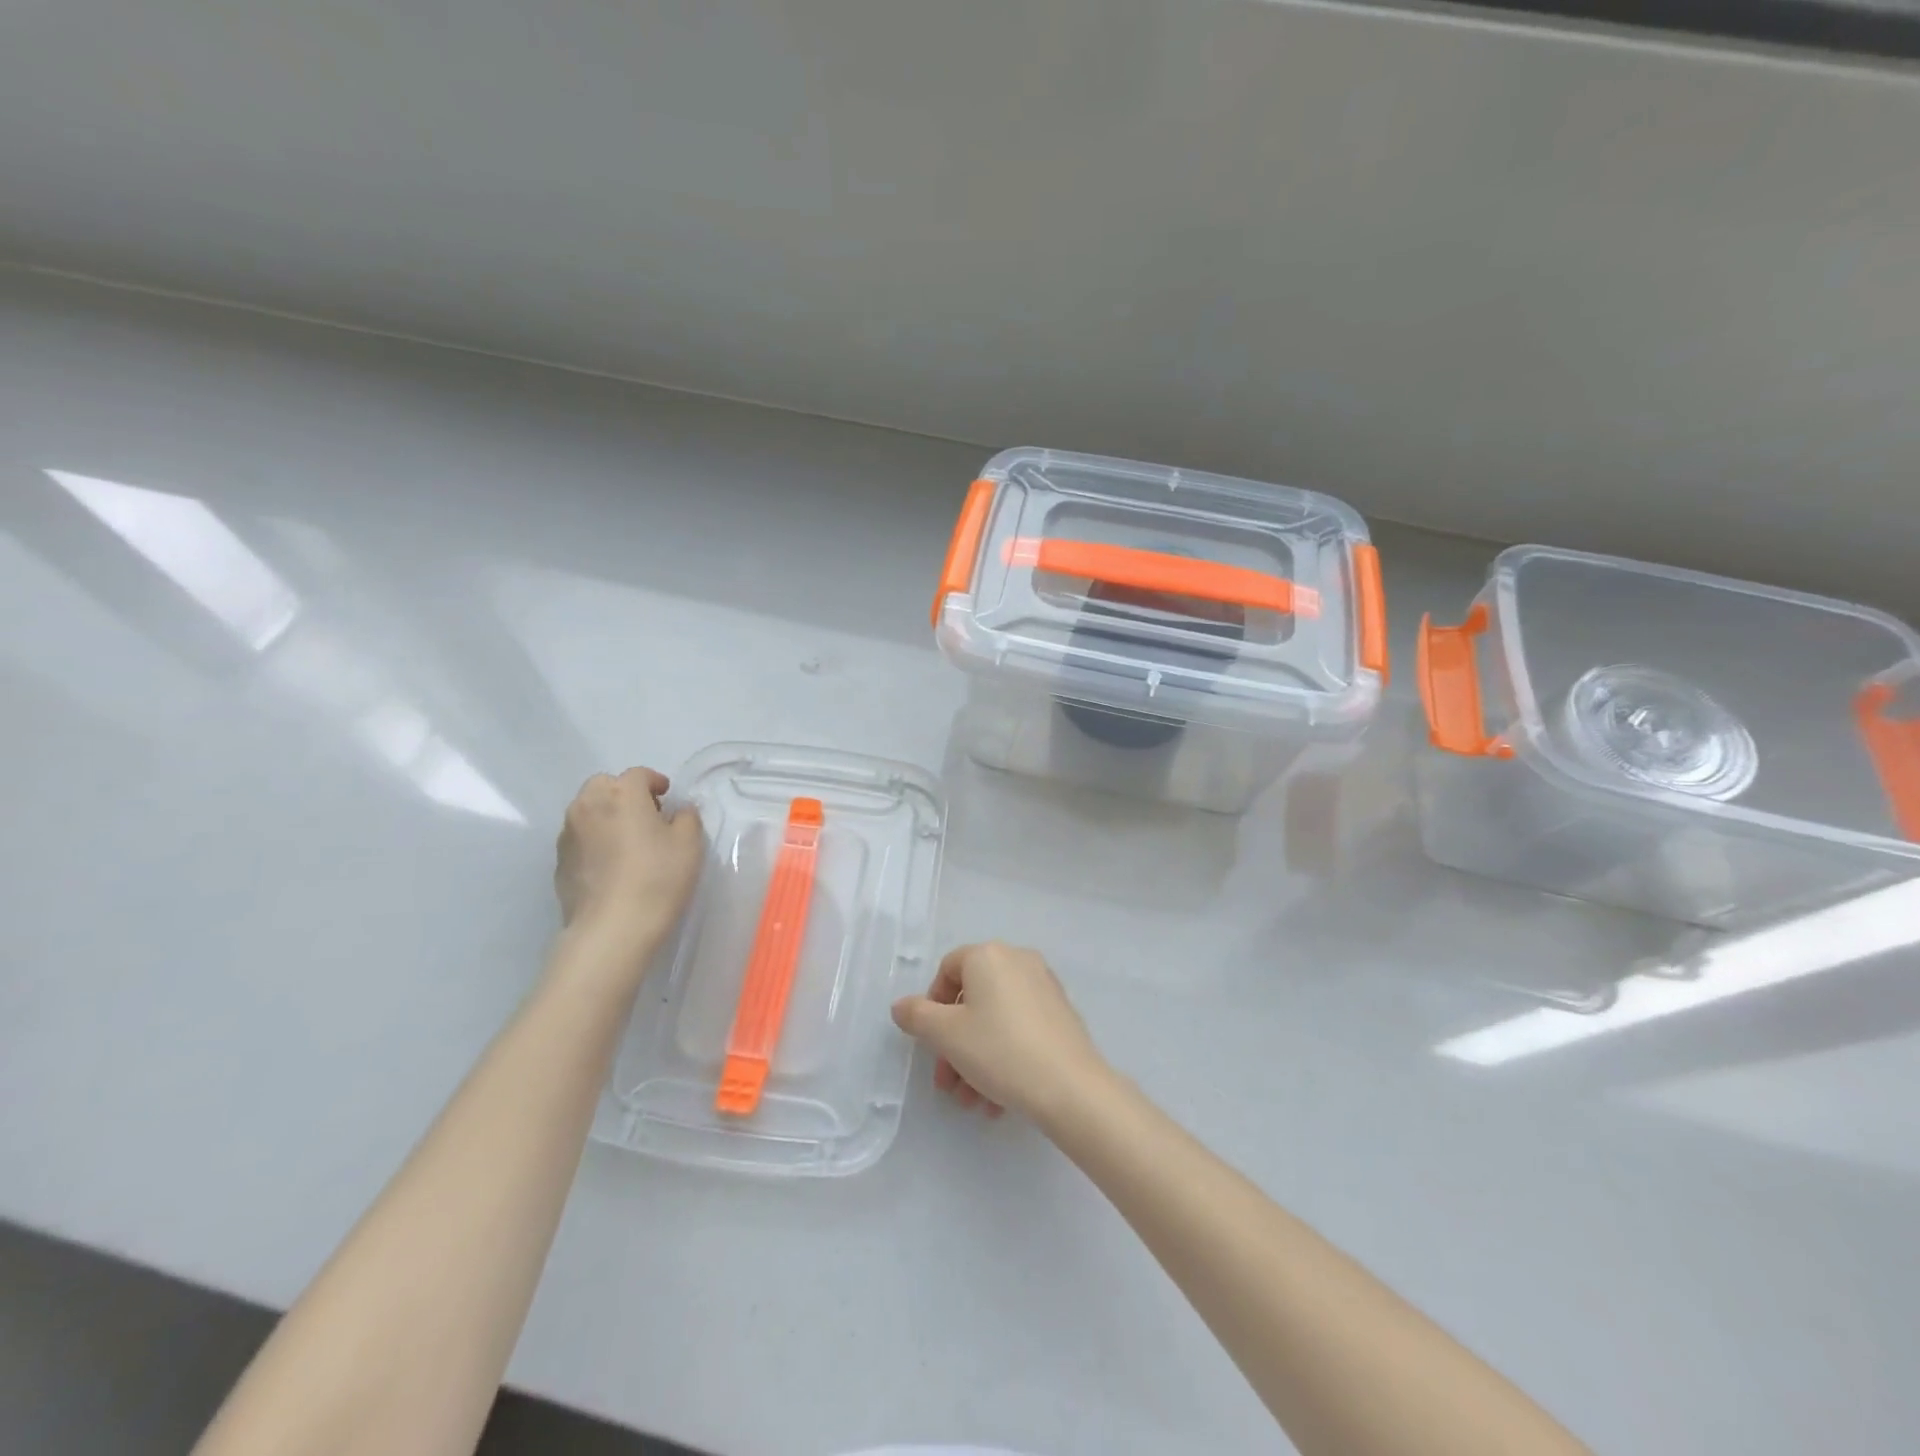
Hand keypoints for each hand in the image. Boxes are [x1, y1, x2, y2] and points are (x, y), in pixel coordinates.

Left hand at [553, 768, 703, 972]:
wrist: (612, 928)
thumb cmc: (658, 878)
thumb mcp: (689, 844)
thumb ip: (687, 818)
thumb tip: (678, 811)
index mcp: (622, 794)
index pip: (638, 774)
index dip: (655, 782)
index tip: (668, 797)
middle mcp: (588, 805)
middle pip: (604, 785)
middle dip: (624, 793)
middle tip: (646, 815)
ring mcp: (568, 834)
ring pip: (587, 810)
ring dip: (606, 815)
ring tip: (627, 840)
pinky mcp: (559, 862)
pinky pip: (579, 837)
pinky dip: (594, 840)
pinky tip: (611, 864)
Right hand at [891, 942, 1108, 1122]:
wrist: (1070, 1087)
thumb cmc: (999, 1050)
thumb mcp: (946, 1035)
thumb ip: (917, 1016)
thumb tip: (902, 1006)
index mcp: (988, 955)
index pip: (947, 969)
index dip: (932, 1006)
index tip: (931, 1043)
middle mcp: (1018, 960)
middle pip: (971, 999)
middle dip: (953, 1044)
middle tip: (947, 1083)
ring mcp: (1043, 986)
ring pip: (995, 1019)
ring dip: (975, 1058)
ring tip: (972, 1102)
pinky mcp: (1061, 1013)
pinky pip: (1019, 1028)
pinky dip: (1003, 1056)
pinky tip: (997, 1099)